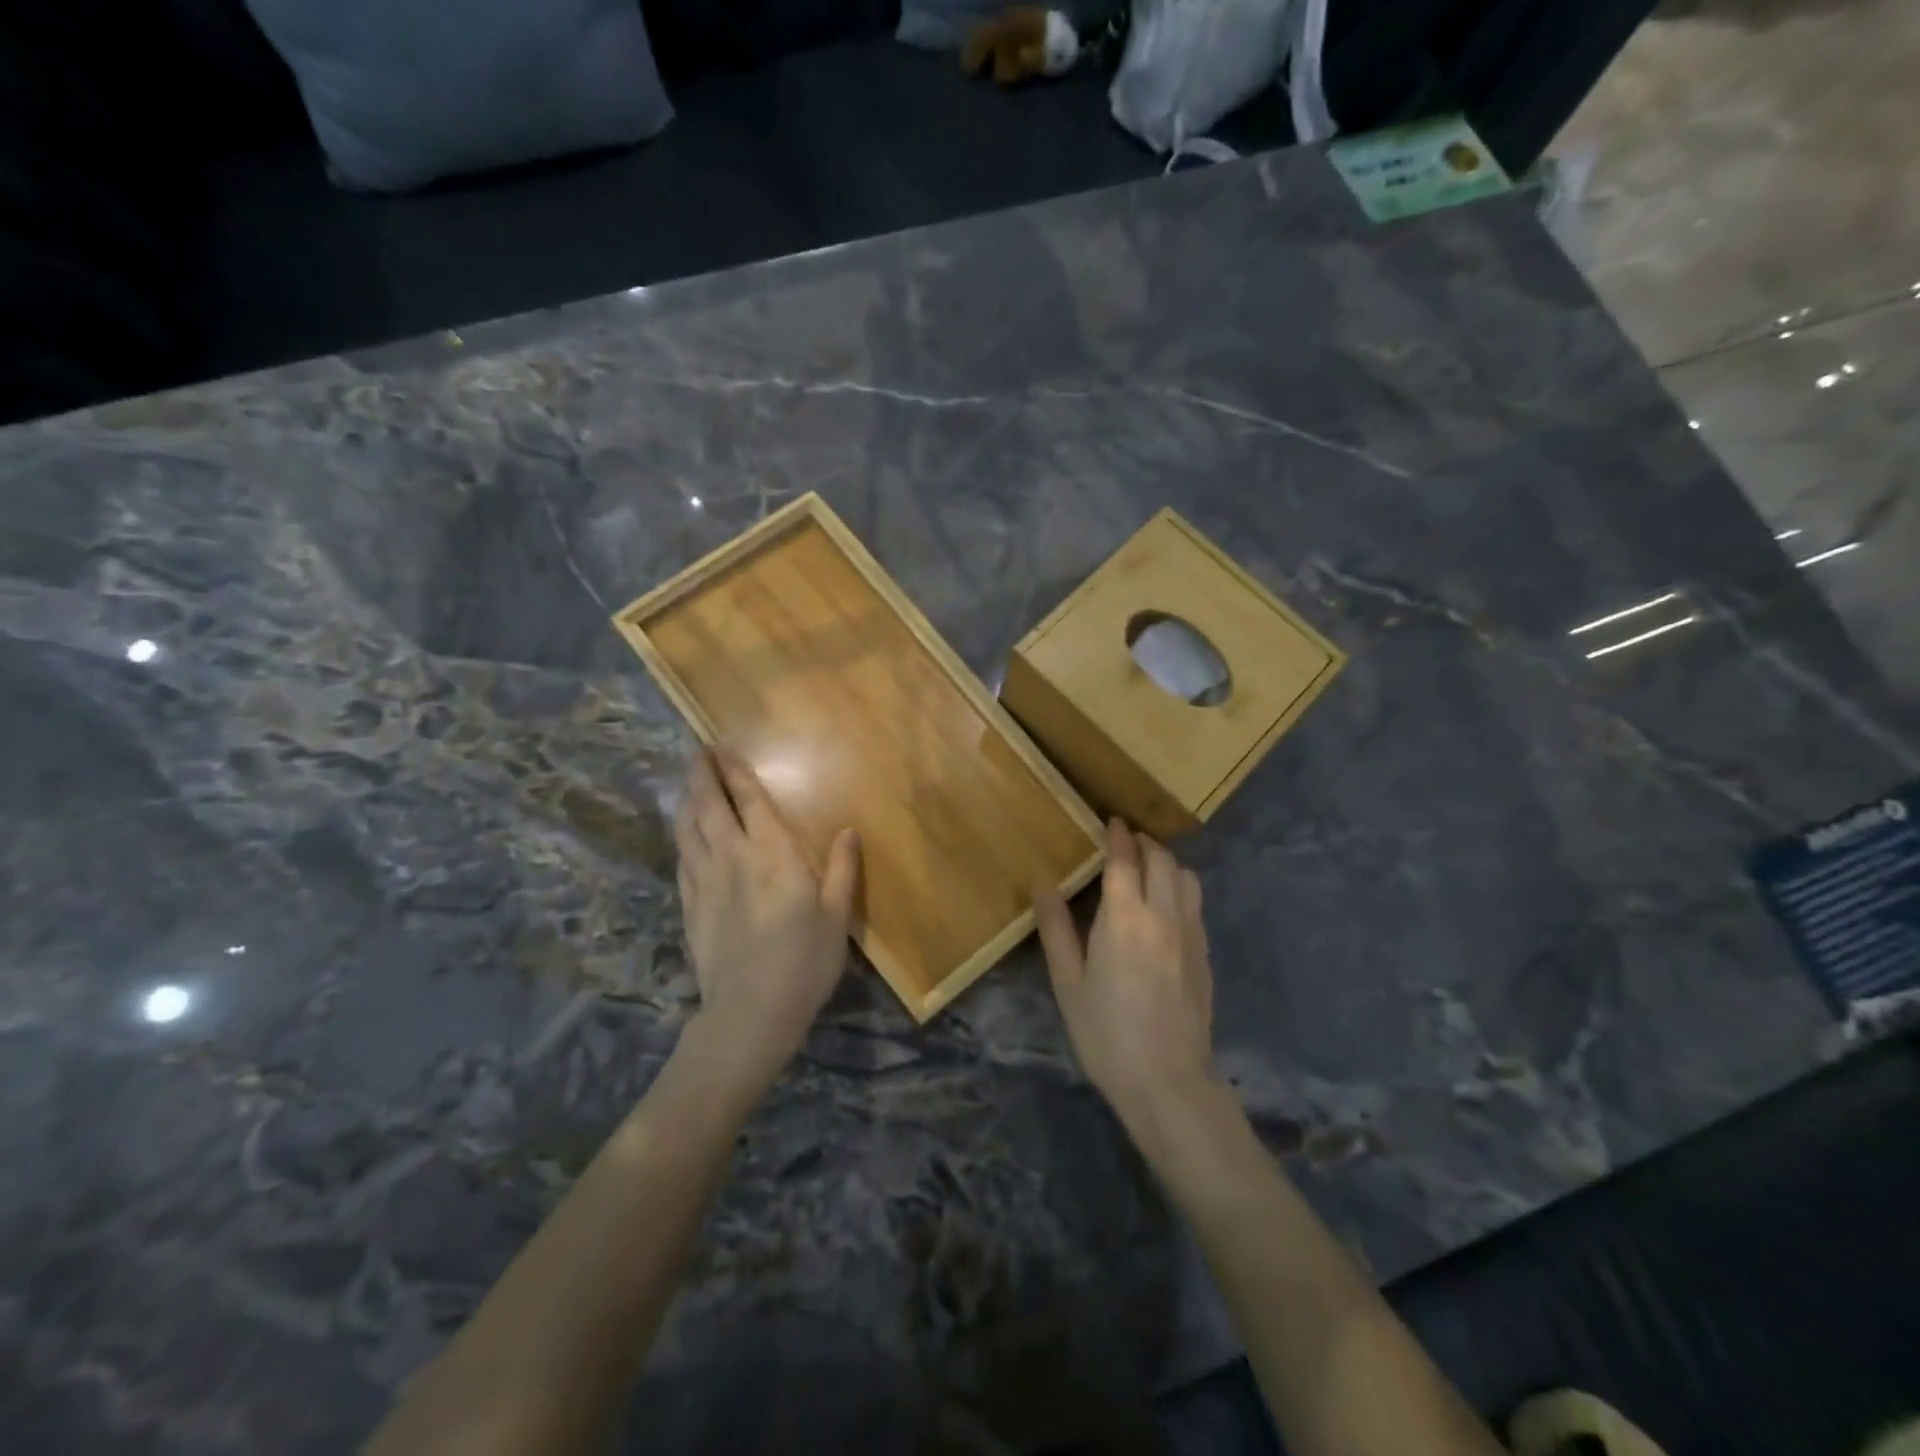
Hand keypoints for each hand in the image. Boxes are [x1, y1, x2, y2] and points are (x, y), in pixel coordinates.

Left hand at [672, 748, 859, 1092]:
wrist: (750, 1013)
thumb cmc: (803, 963)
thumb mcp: (835, 917)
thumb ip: (840, 870)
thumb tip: (848, 830)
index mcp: (773, 855)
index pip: (750, 801)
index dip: (737, 772)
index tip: (725, 749)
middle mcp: (733, 857)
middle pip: (709, 806)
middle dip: (703, 775)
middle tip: (700, 753)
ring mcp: (705, 880)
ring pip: (688, 828)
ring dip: (687, 799)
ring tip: (688, 782)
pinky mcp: (690, 904)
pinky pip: (682, 857)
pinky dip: (682, 835)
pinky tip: (685, 833)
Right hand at [1033, 819, 1214, 1122]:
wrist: (1168, 1081)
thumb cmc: (1106, 1032)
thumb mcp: (1068, 982)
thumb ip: (1056, 928)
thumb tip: (1042, 883)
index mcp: (1125, 918)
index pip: (1125, 860)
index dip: (1118, 835)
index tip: (1111, 820)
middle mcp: (1163, 915)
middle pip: (1161, 860)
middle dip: (1144, 843)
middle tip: (1126, 841)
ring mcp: (1190, 934)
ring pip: (1187, 877)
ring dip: (1167, 862)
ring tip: (1148, 867)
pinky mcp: (1204, 954)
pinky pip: (1196, 903)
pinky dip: (1181, 887)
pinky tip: (1166, 905)